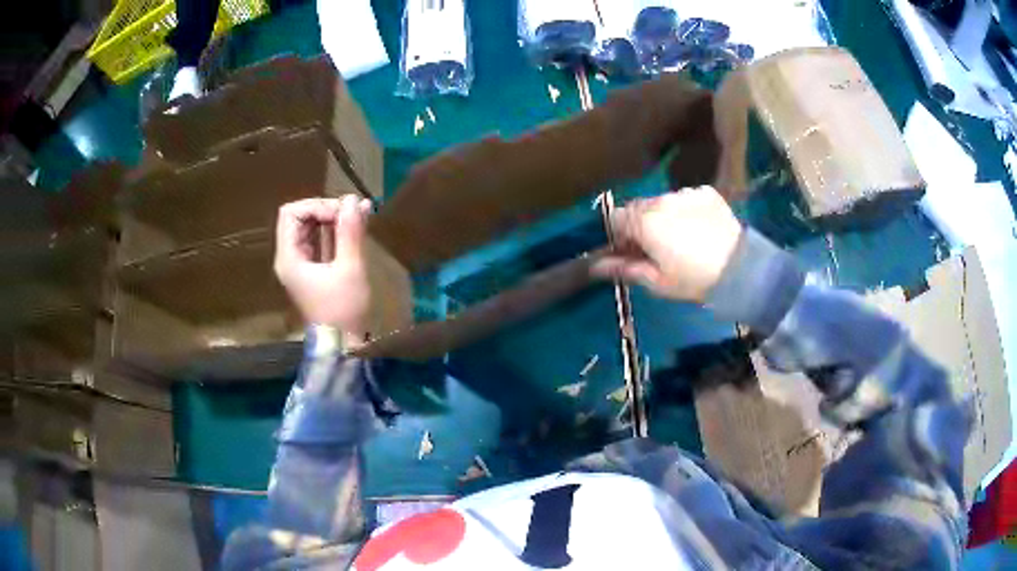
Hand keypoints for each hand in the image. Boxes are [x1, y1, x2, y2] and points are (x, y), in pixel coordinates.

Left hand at [274, 195, 373, 345]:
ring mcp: (300, 265)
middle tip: (354, 212)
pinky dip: (335, 232)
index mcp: (289, 258)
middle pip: (300, 218)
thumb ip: (350, 232)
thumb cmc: (343, 311)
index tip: (342, 213)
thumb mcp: (350, 269)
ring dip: (333, 219)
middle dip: (326, 209)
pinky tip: (357, 226)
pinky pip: (320, 242)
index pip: (291, 213)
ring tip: (361, 215)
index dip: (316, 205)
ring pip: (311, 228)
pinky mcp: (313, 271)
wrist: (343, 347)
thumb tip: (354, 199)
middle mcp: (289, 258)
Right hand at [594, 186, 741, 301]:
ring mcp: (686, 193)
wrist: (740, 270)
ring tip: (683, 238)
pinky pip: (686, 198)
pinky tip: (699, 228)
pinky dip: (686, 210)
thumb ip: (623, 268)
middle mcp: (661, 199)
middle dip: (642, 224)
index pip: (616, 217)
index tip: (632, 251)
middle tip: (657, 247)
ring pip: (663, 201)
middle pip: (639, 207)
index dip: (620, 234)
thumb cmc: (693, 280)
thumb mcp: (656, 281)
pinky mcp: (706, 192)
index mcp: (644, 221)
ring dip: (664, 215)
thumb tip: (594, 267)